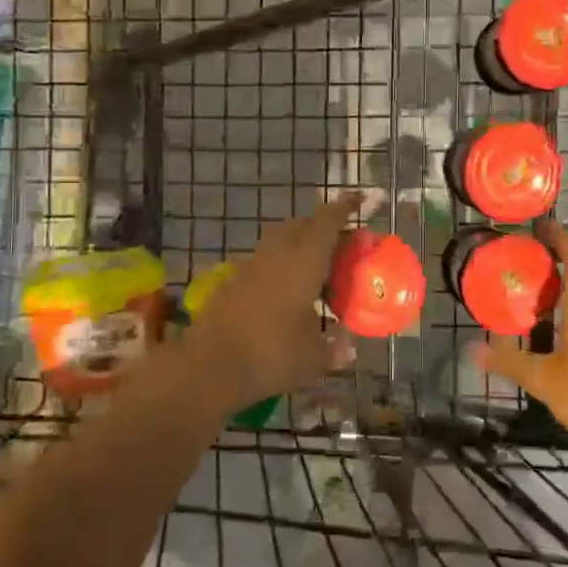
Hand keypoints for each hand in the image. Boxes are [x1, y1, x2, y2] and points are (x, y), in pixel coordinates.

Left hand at [182, 191, 369, 409]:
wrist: (208, 367)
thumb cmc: (271, 355)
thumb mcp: (312, 358)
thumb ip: (333, 349)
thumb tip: (347, 349)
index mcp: (304, 262)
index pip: (327, 223)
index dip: (344, 208)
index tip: (359, 199)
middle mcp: (276, 256)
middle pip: (300, 226)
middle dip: (320, 227)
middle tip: (338, 244)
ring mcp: (249, 268)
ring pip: (277, 243)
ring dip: (296, 246)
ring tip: (312, 270)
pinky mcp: (230, 285)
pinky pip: (261, 265)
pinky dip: (277, 269)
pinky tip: (284, 294)